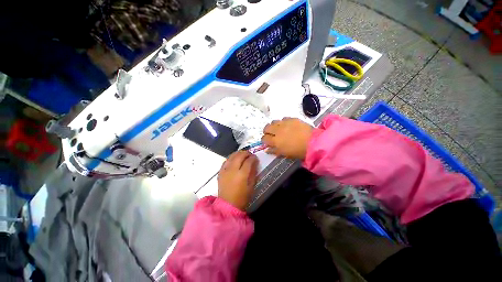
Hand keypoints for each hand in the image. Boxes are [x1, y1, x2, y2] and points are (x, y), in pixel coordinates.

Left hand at [218, 151, 258, 210]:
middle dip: (246, 153)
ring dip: (238, 153)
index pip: (248, 161)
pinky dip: (231, 158)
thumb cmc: (242, 197)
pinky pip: (225, 161)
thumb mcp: (251, 186)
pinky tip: (234, 159)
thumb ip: (253, 172)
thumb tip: (255, 162)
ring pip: (231, 156)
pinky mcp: (220, 172)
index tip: (255, 157)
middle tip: (250, 154)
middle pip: (239, 156)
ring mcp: (225, 170)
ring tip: (242, 154)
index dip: (253, 158)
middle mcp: (232, 170)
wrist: (228, 205)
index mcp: (242, 175)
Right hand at [262, 118, 312, 158]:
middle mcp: (277, 130)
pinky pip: (283, 119)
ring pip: (273, 121)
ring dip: (274, 125)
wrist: (313, 142)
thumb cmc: (298, 151)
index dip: (264, 140)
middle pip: (266, 128)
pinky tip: (287, 125)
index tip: (267, 141)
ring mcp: (284, 123)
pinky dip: (283, 122)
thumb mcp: (285, 154)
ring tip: (278, 129)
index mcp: (275, 141)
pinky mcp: (291, 119)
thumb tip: (266, 149)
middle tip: (271, 134)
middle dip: (266, 131)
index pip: (264, 138)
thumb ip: (274, 151)